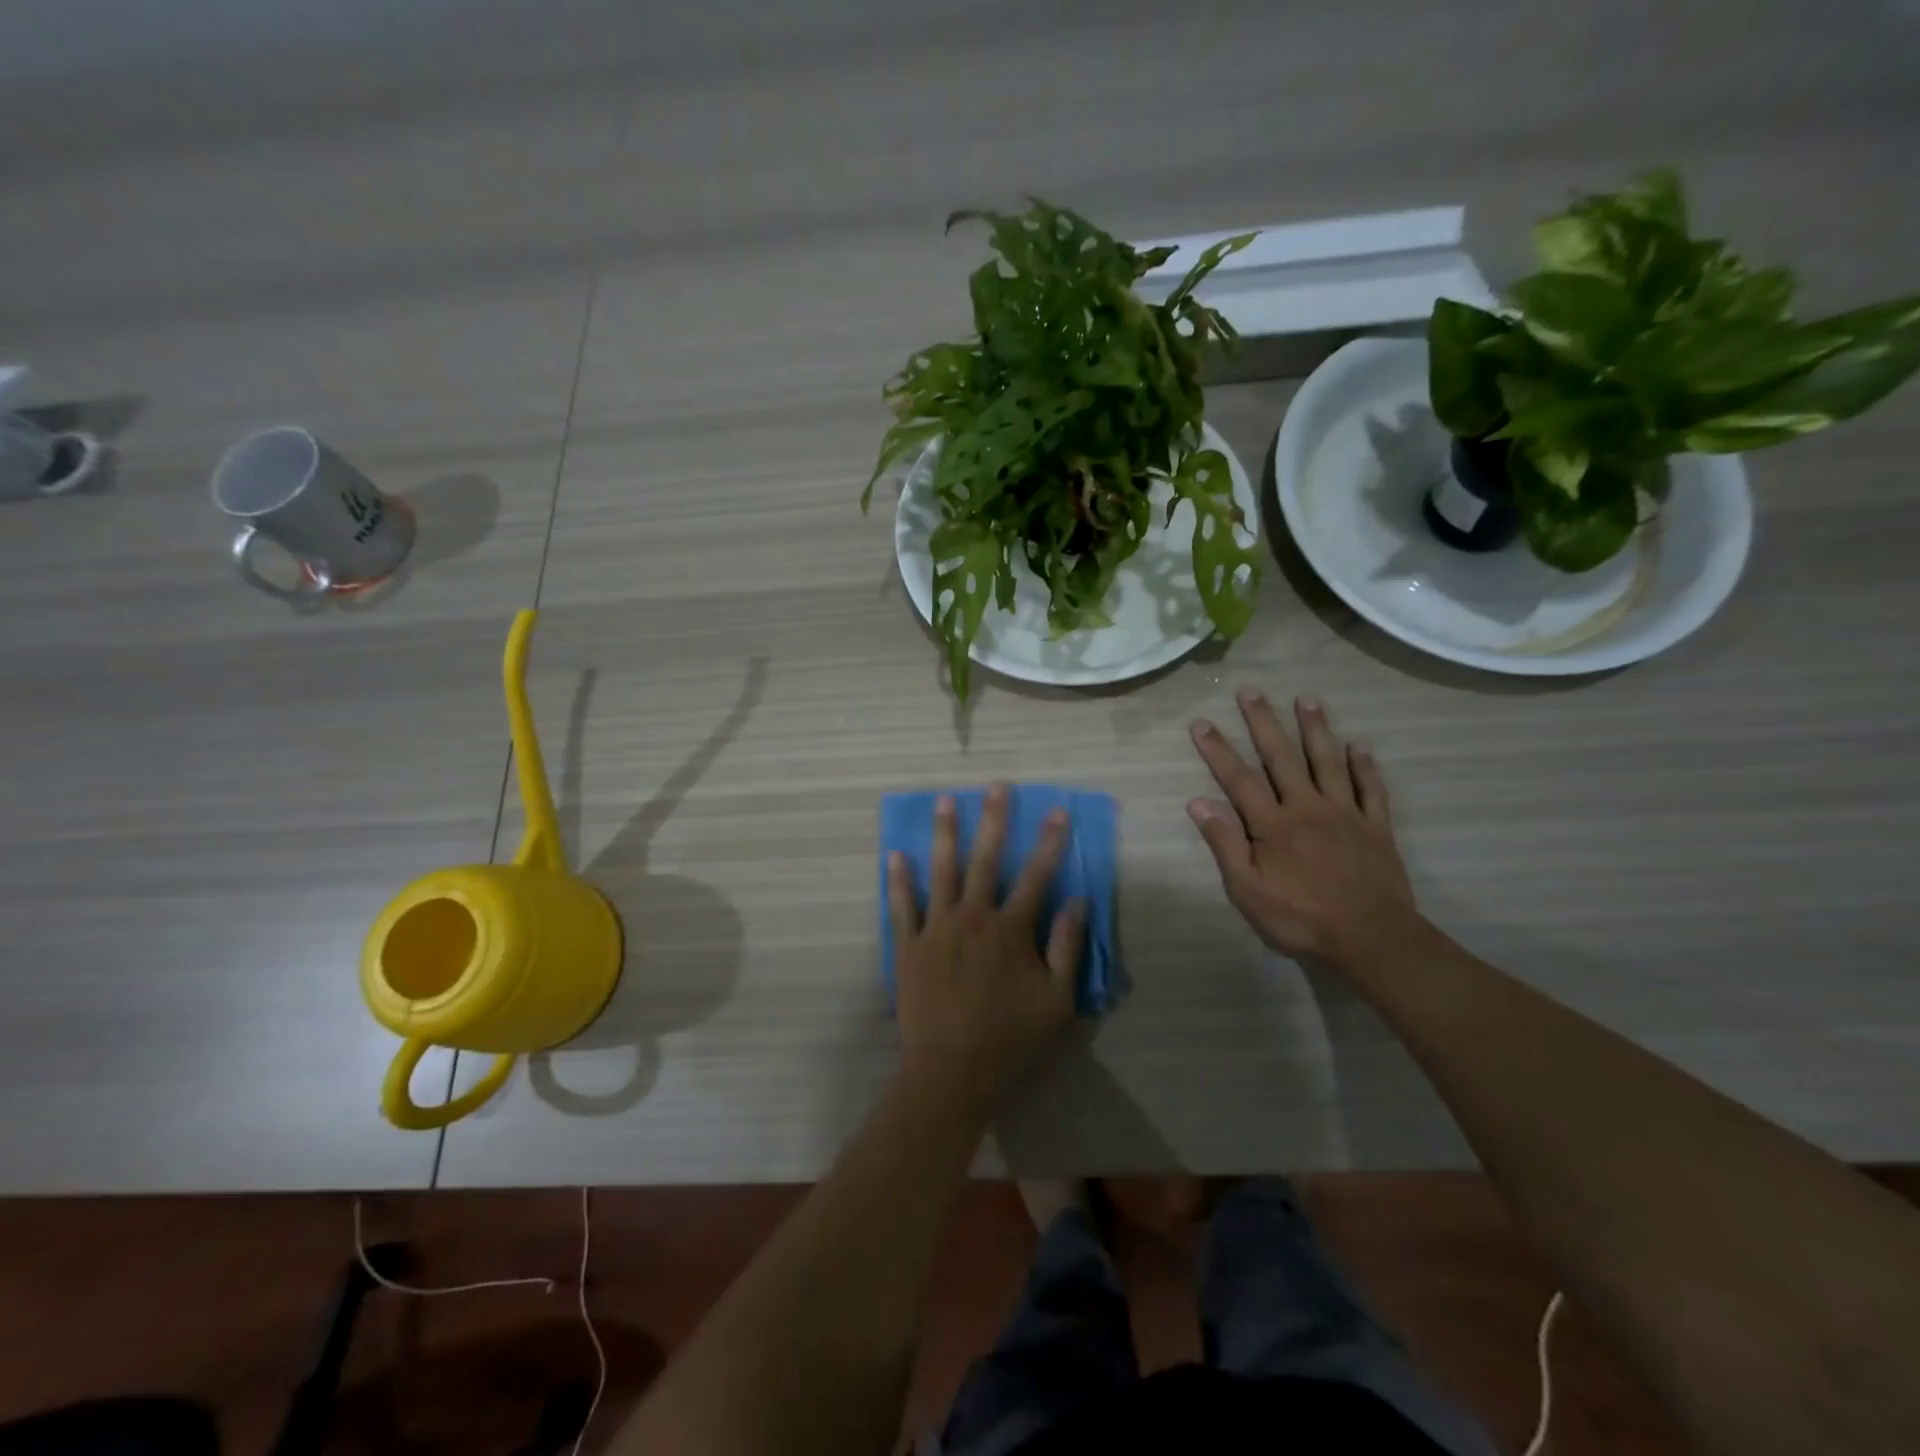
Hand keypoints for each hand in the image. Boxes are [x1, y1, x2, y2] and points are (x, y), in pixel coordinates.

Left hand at [888, 784, 1085, 1104]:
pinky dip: (898, 880)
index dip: (1049, 841)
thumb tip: (1079, 901)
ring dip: (945, 833)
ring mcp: (936, 929)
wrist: (952, 1070)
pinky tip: (894, 854)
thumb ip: (1068, 947)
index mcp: (1011, 929)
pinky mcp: (908, 947)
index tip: (1057, 809)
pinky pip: (901, 907)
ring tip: (944, 800)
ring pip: (941, 871)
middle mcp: (973, 917)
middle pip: (985, 859)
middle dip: (994, 819)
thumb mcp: (1058, 1000)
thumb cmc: (1011, 1038)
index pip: (1036, 875)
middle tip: (995, 785)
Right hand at [1187, 690, 1416, 965]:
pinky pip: (1370, 789)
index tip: (1201, 723)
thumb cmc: (1301, 918)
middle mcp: (1307, 808)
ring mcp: (1345, 814)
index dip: (1217, 750)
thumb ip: (1225, 844)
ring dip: (1315, 729)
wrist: (1371, 938)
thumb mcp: (1248, 890)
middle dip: (1263, 723)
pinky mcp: (1375, 827)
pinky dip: (1364, 766)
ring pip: (1327, 762)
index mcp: (1273, 824)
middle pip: (1281, 758)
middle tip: (1250, 691)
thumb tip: (1198, 803)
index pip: (1239, 779)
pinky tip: (1359, 746)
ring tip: (1306, 699)